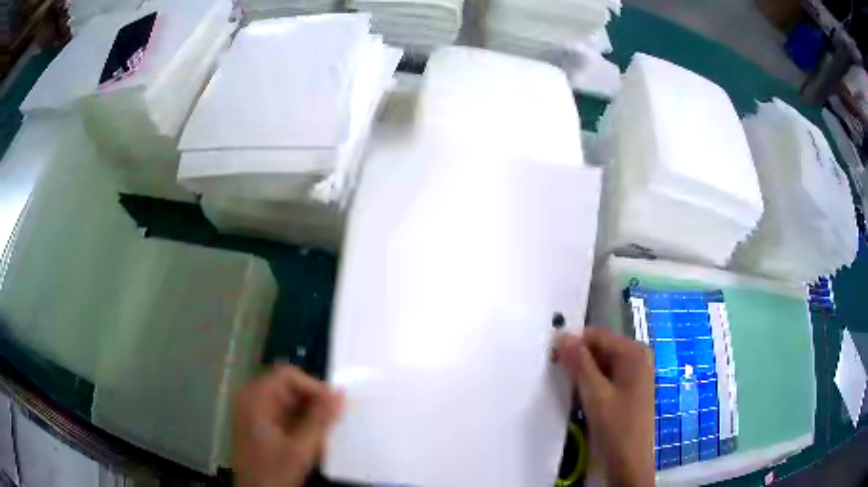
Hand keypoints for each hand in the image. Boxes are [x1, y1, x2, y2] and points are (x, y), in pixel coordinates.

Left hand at [234, 364, 343, 486]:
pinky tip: (312, 440)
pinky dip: (302, 423)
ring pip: (290, 401)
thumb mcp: (301, 448)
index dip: (314, 387)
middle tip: (333, 423)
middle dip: (313, 403)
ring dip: (310, 415)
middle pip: (289, 387)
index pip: (288, 376)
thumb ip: (320, 419)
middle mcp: (253, 398)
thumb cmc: (273, 472)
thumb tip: (340, 393)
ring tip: (324, 434)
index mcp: (256, 398)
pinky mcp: (261, 423)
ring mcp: (256, 411)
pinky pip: (286, 413)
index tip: (335, 408)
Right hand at [554, 327, 654, 486]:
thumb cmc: (616, 426)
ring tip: (571, 390)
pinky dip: (593, 383)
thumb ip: (579, 363)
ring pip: (602, 363)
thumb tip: (561, 335)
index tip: (551, 358)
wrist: (630, 461)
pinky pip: (607, 376)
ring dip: (584, 373)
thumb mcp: (595, 394)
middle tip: (559, 377)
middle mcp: (637, 357)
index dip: (573, 343)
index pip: (597, 335)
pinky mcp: (630, 388)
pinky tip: (584, 398)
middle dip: (579, 359)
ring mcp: (635, 374)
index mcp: (633, 353)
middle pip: (601, 348)